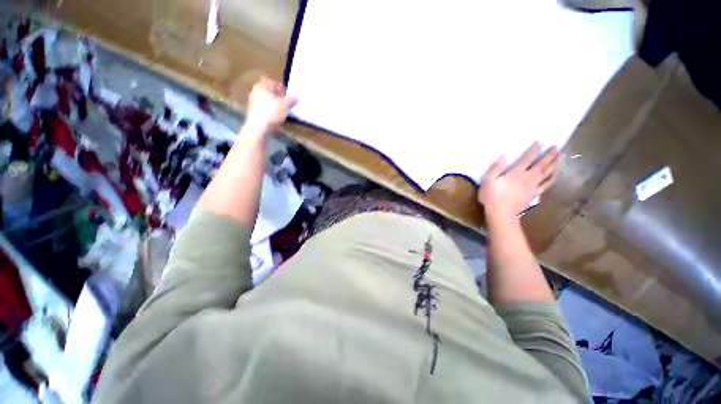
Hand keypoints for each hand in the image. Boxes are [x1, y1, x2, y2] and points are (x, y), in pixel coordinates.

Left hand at [244, 76, 297, 135]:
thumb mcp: (285, 105)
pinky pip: (263, 108)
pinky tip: (276, 117)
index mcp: (261, 86)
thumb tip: (296, 98)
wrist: (258, 128)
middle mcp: (255, 92)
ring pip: (265, 100)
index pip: (271, 82)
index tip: (287, 95)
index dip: (280, 87)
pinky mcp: (253, 112)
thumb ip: (291, 100)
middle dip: (277, 96)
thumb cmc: (272, 112)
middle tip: (286, 102)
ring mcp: (252, 102)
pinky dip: (270, 111)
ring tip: (282, 111)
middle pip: (268, 91)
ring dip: (274, 104)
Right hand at [477, 142, 560, 219]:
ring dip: (554, 164)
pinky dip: (553, 177)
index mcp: (515, 173)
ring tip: (561, 156)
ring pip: (547, 173)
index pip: (527, 158)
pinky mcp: (535, 194)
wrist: (501, 214)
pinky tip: (556, 173)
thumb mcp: (487, 181)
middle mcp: (528, 177)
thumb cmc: (492, 197)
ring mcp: (533, 186)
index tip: (541, 142)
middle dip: (549, 155)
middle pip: (541, 164)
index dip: (534, 150)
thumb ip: (495, 168)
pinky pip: (547, 184)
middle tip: (557, 147)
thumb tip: (503, 156)